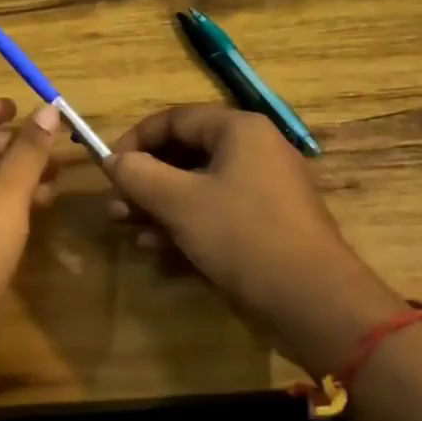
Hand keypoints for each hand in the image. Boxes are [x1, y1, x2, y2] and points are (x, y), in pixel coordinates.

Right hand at [106, 106, 401, 375]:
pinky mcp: (267, 225)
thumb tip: (113, 160)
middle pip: (185, 154)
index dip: (135, 140)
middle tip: (116, 208)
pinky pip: (216, 214)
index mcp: (239, 131)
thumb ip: (138, 174)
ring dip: (160, 207)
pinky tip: (160, 251)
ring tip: (130, 231)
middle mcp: (255, 151)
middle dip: (145, 181)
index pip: (174, 119)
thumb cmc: (242, 236)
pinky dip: (186, 227)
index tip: (108, 169)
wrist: (313, 301)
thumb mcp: (179, 202)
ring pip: (197, 188)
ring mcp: (264, 190)